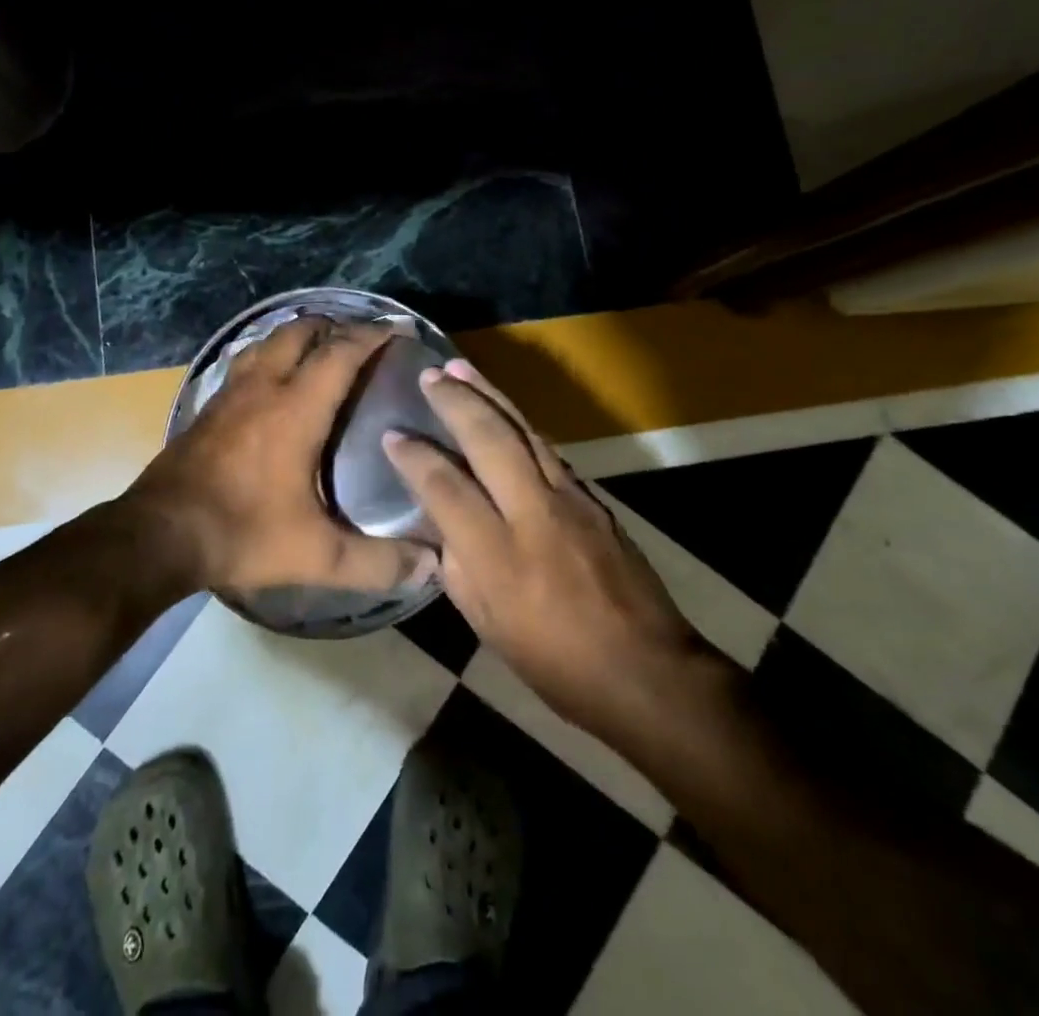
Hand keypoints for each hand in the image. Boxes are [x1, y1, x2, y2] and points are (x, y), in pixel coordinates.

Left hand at [124, 316, 439, 599]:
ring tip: (320, 349)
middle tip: (360, 338)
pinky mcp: (208, 407)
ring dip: (297, 335)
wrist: (159, 533)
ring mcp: (230, 393)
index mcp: (296, 408)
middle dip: (334, 325)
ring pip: (267, 340)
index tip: (398, 327)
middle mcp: (263, 387)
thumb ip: (376, 561)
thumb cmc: (242, 532)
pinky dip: (268, 356)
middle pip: (300, 330)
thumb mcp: (316, 554)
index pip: (340, 352)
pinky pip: (245, 362)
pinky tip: (272, 381)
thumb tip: (431, 566)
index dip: (372, 334)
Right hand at [383, 358, 700, 744]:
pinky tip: (504, 411)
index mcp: (499, 554)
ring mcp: (570, 500)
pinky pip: (547, 449)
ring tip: (462, 368)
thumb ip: (458, 567)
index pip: (445, 486)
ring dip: (490, 395)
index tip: (392, 435)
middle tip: (430, 375)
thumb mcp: (488, 625)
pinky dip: (519, 423)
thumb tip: (442, 526)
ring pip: (523, 431)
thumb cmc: (555, 662)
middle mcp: (533, 513)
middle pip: (489, 439)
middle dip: (456, 401)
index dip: (414, 457)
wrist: (646, 671)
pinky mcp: (594, 499)